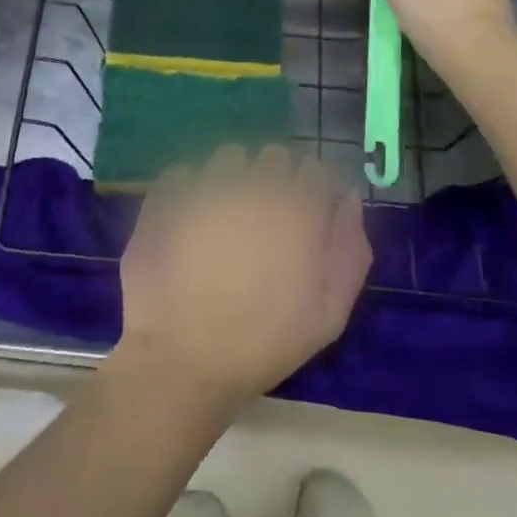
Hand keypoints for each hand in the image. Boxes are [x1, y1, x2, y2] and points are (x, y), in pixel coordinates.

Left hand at [115, 145, 370, 410]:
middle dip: (276, 179)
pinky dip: (191, 188)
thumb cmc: (263, 343)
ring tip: (226, 217)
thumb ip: (349, 250)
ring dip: (234, 177)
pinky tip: (189, 221)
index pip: (316, 168)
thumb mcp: (329, 314)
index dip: (314, 189)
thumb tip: (348, 199)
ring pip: (230, 157)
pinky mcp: (168, 194)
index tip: (307, 214)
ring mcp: (207, 185)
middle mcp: (254, 184)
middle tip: (266, 220)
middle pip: (274, 156)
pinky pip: (185, 172)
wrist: (182, 359)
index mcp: (297, 209)